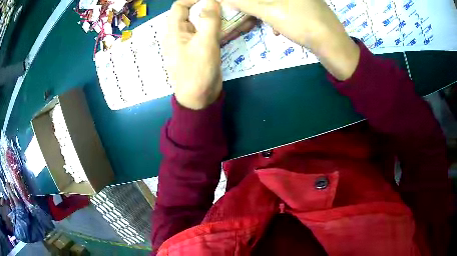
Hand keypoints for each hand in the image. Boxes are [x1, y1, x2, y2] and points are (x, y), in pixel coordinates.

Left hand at [164, 0, 221, 109]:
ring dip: (212, 16)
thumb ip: (209, 20)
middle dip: (205, 6)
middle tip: (222, 6)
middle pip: (190, 13)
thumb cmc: (198, 71)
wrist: (199, 98)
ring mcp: (189, 42)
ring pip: (199, 22)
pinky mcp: (198, 48)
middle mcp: (179, 34)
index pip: (179, 6)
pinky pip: (205, 33)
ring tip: (227, 13)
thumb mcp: (204, 44)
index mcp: (174, 32)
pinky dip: (215, 27)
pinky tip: (227, 26)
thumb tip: (211, 1)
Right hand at [221, 0, 359, 79]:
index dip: (250, 3)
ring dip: (268, 13)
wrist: (334, 47)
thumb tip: (226, 0)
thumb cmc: (302, 25)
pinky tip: (279, 30)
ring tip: (267, 25)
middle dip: (258, 7)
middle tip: (251, 16)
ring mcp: (306, 0)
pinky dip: (280, 17)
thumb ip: (247, 3)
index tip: (242, 9)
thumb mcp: (270, 12)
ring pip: (278, 3)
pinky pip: (288, 9)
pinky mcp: (310, 10)